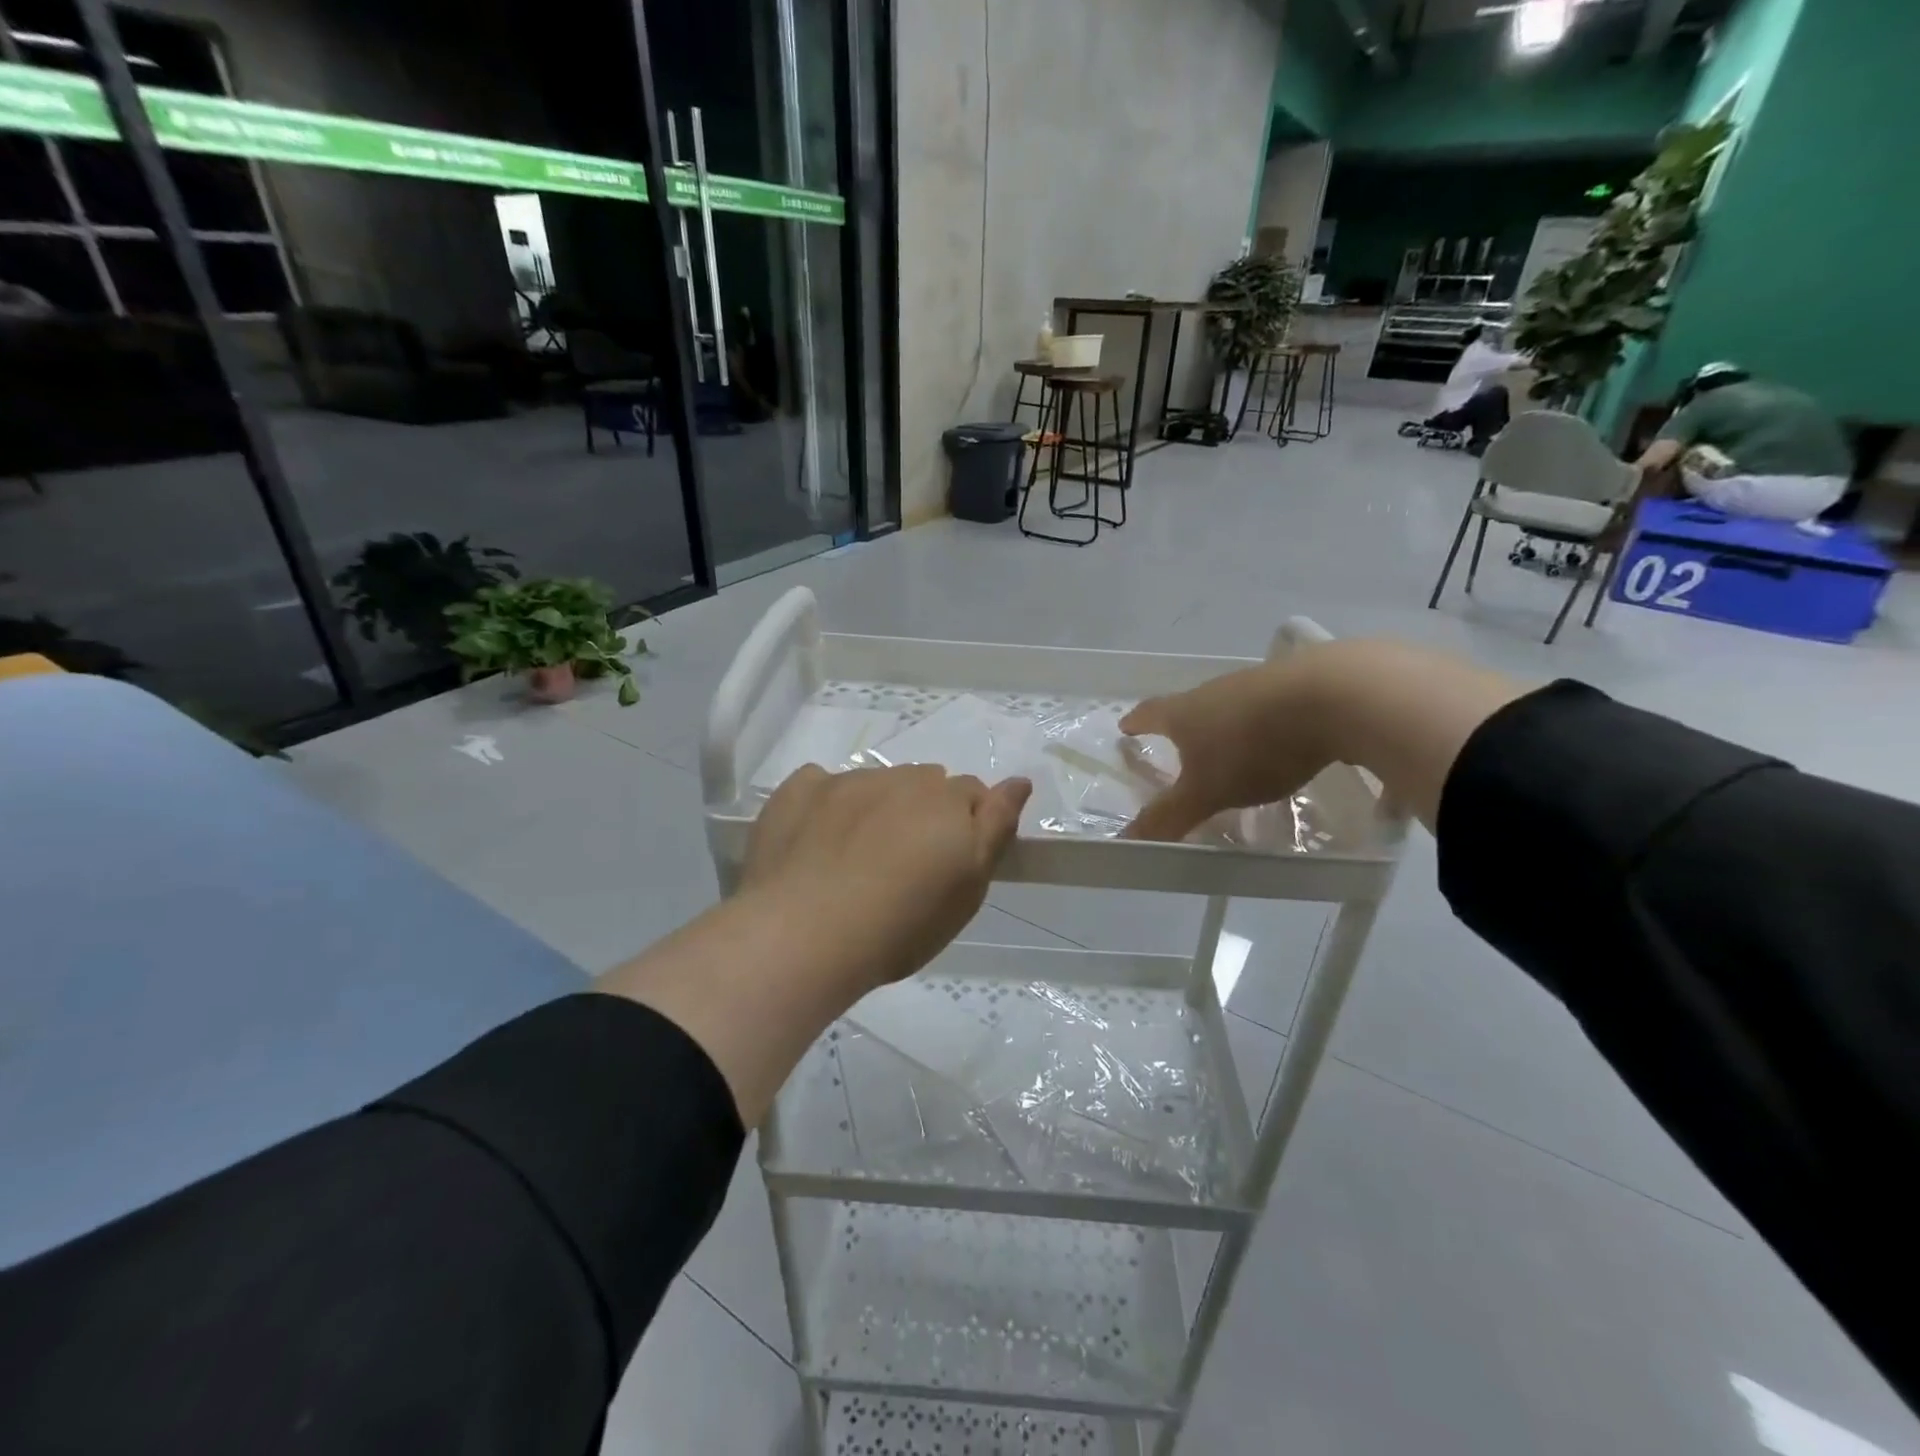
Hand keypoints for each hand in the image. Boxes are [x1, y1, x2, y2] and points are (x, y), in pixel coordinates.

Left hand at [742, 764, 1031, 990]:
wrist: (803, 935)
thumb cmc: (900, 925)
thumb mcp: (967, 889)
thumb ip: (995, 828)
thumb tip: (1019, 781)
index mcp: (946, 800)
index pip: (973, 793)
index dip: (967, 824)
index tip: (951, 860)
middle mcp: (900, 778)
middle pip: (924, 783)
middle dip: (924, 811)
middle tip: (906, 864)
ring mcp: (846, 780)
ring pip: (876, 783)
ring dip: (878, 807)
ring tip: (857, 859)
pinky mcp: (799, 790)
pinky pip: (822, 784)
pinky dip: (827, 804)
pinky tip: (816, 840)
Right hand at [1119, 661, 1327, 842]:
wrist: (1335, 696)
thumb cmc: (1253, 746)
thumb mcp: (1207, 791)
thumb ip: (1169, 815)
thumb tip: (1125, 839)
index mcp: (1185, 712)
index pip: (1150, 714)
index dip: (1136, 723)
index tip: (1125, 727)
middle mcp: (1217, 690)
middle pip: (1191, 705)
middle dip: (1184, 726)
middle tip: (1181, 745)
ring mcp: (1261, 682)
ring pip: (1234, 705)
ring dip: (1229, 725)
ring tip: (1234, 748)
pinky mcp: (1303, 684)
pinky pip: (1275, 706)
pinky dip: (1270, 723)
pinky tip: (1285, 740)